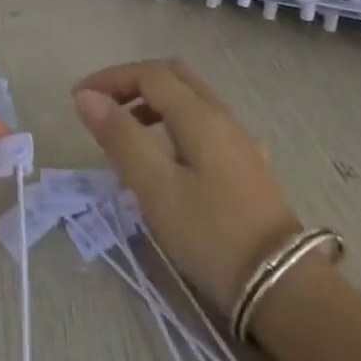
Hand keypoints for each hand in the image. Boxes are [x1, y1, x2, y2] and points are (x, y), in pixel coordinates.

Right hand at [73, 60, 301, 312]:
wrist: (282, 286)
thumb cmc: (210, 234)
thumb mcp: (155, 187)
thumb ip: (120, 137)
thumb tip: (86, 97)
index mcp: (200, 116)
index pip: (149, 74)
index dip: (110, 79)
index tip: (78, 100)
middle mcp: (223, 117)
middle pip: (173, 76)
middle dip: (132, 82)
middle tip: (101, 106)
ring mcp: (240, 140)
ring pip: (191, 98)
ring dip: (152, 101)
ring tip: (125, 131)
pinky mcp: (247, 164)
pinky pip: (203, 122)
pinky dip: (173, 121)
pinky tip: (166, 156)